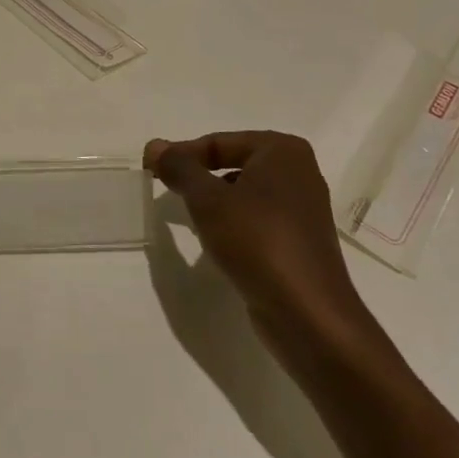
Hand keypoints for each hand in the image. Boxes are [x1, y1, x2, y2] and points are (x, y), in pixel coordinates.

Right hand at [143, 130, 378, 365]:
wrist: (308, 315)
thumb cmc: (257, 241)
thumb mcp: (208, 199)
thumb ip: (180, 168)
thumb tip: (154, 145)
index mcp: (283, 151)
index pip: (218, 142)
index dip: (181, 154)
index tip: (150, 170)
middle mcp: (298, 173)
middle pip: (232, 164)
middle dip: (197, 177)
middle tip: (165, 190)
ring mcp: (302, 209)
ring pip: (243, 193)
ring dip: (213, 202)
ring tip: (187, 217)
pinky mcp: (299, 241)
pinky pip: (256, 219)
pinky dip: (232, 223)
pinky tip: (214, 242)